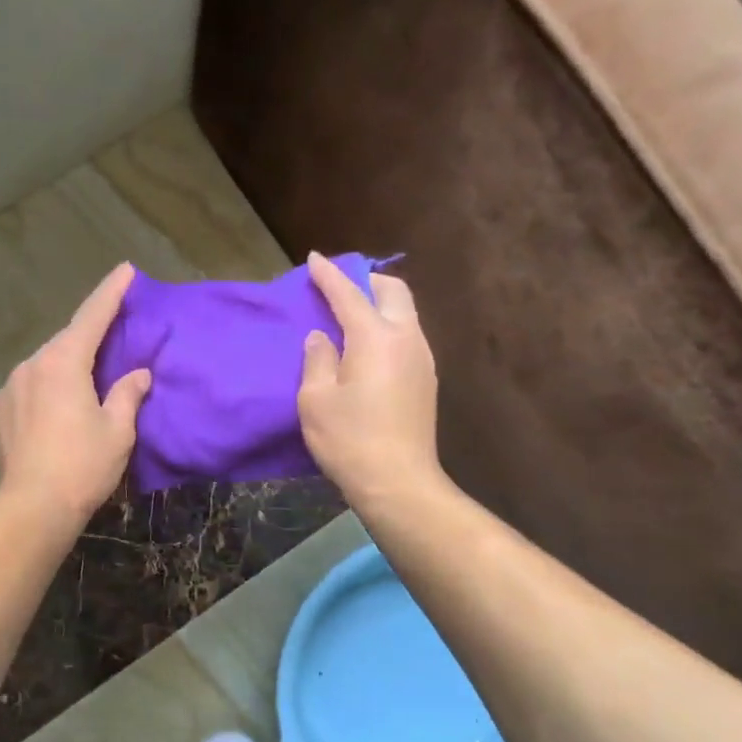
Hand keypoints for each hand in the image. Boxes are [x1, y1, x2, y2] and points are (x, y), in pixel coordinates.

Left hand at [0, 263, 150, 527]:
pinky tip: (59, 410)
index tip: (126, 270)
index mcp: (63, 363)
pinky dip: (49, 388)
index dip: (111, 292)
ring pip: (46, 365)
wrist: (32, 508)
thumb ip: (128, 393)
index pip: (92, 316)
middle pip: (67, 341)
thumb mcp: (118, 430)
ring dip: (68, 366)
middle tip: (114, 337)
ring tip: (87, 384)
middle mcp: (31, 365)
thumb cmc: (83, 466)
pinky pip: (31, 387)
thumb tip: (138, 374)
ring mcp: (10, 387)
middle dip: (90, 336)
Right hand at [298, 252, 442, 506]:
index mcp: (375, 338)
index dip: (328, 275)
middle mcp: (406, 338)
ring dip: (380, 304)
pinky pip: (408, 336)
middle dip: (366, 280)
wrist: (398, 483)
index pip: (349, 293)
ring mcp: (423, 359)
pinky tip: (369, 348)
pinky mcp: (427, 380)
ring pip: (405, 313)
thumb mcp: (315, 400)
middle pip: (393, 291)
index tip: (314, 259)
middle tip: (339, 288)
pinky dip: (388, 327)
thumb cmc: (349, 440)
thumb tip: (322, 337)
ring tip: (352, 317)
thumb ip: (317, 359)